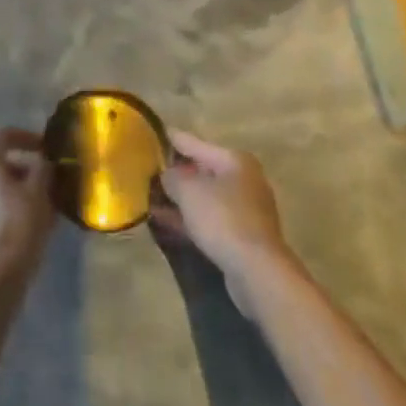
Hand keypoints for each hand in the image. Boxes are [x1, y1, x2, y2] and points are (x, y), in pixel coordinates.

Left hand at [0, 127, 54, 298]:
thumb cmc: (17, 227)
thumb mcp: (39, 192)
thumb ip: (42, 168)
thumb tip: (42, 162)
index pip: (2, 135)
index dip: (25, 136)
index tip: (46, 148)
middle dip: (23, 165)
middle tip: (47, 177)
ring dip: (16, 186)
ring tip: (42, 202)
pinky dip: (7, 203)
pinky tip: (28, 221)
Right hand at [153, 131, 296, 307]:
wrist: (257, 272)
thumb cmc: (223, 219)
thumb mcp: (189, 191)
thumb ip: (172, 177)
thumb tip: (166, 175)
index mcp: (234, 160)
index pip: (195, 143)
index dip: (171, 139)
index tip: (151, 134)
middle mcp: (243, 179)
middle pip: (202, 171)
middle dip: (175, 174)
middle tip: (147, 172)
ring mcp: (244, 209)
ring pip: (205, 198)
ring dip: (180, 200)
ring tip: (150, 199)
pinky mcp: (241, 236)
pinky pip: (209, 220)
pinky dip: (189, 219)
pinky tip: (165, 222)